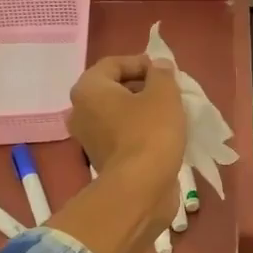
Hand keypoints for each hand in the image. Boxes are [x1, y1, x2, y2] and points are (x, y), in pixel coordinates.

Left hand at [68, 54, 185, 233]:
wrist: (140, 189)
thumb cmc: (150, 133)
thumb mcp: (164, 94)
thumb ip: (162, 73)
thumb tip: (159, 66)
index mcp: (88, 89)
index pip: (114, 63)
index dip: (142, 63)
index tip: (166, 73)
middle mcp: (81, 111)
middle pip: (115, 88)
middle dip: (144, 87)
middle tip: (171, 92)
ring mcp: (89, 138)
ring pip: (120, 113)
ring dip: (144, 110)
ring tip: (171, 113)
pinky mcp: (102, 159)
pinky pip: (122, 134)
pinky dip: (140, 131)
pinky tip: (163, 135)